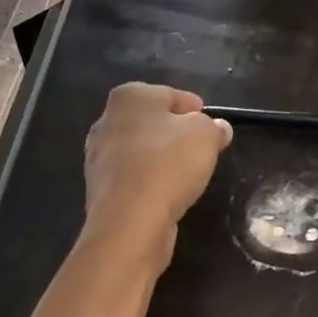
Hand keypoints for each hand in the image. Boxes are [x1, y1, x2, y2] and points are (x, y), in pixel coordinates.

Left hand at [83, 83, 232, 267]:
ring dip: (161, 159)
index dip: (194, 109)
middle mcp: (107, 120)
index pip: (170, 95)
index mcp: (129, 97)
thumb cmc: (169, 165)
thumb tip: (218, 127)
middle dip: (175, 133)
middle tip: (201, 150)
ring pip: (140, 151)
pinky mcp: (100, 188)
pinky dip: (148, 182)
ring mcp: (99, 156)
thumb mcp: (205, 136)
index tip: (212, 126)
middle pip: (152, 122)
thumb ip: (214, 127)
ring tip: (186, 174)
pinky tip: (165, 193)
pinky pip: (133, 177)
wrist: (129, 221)